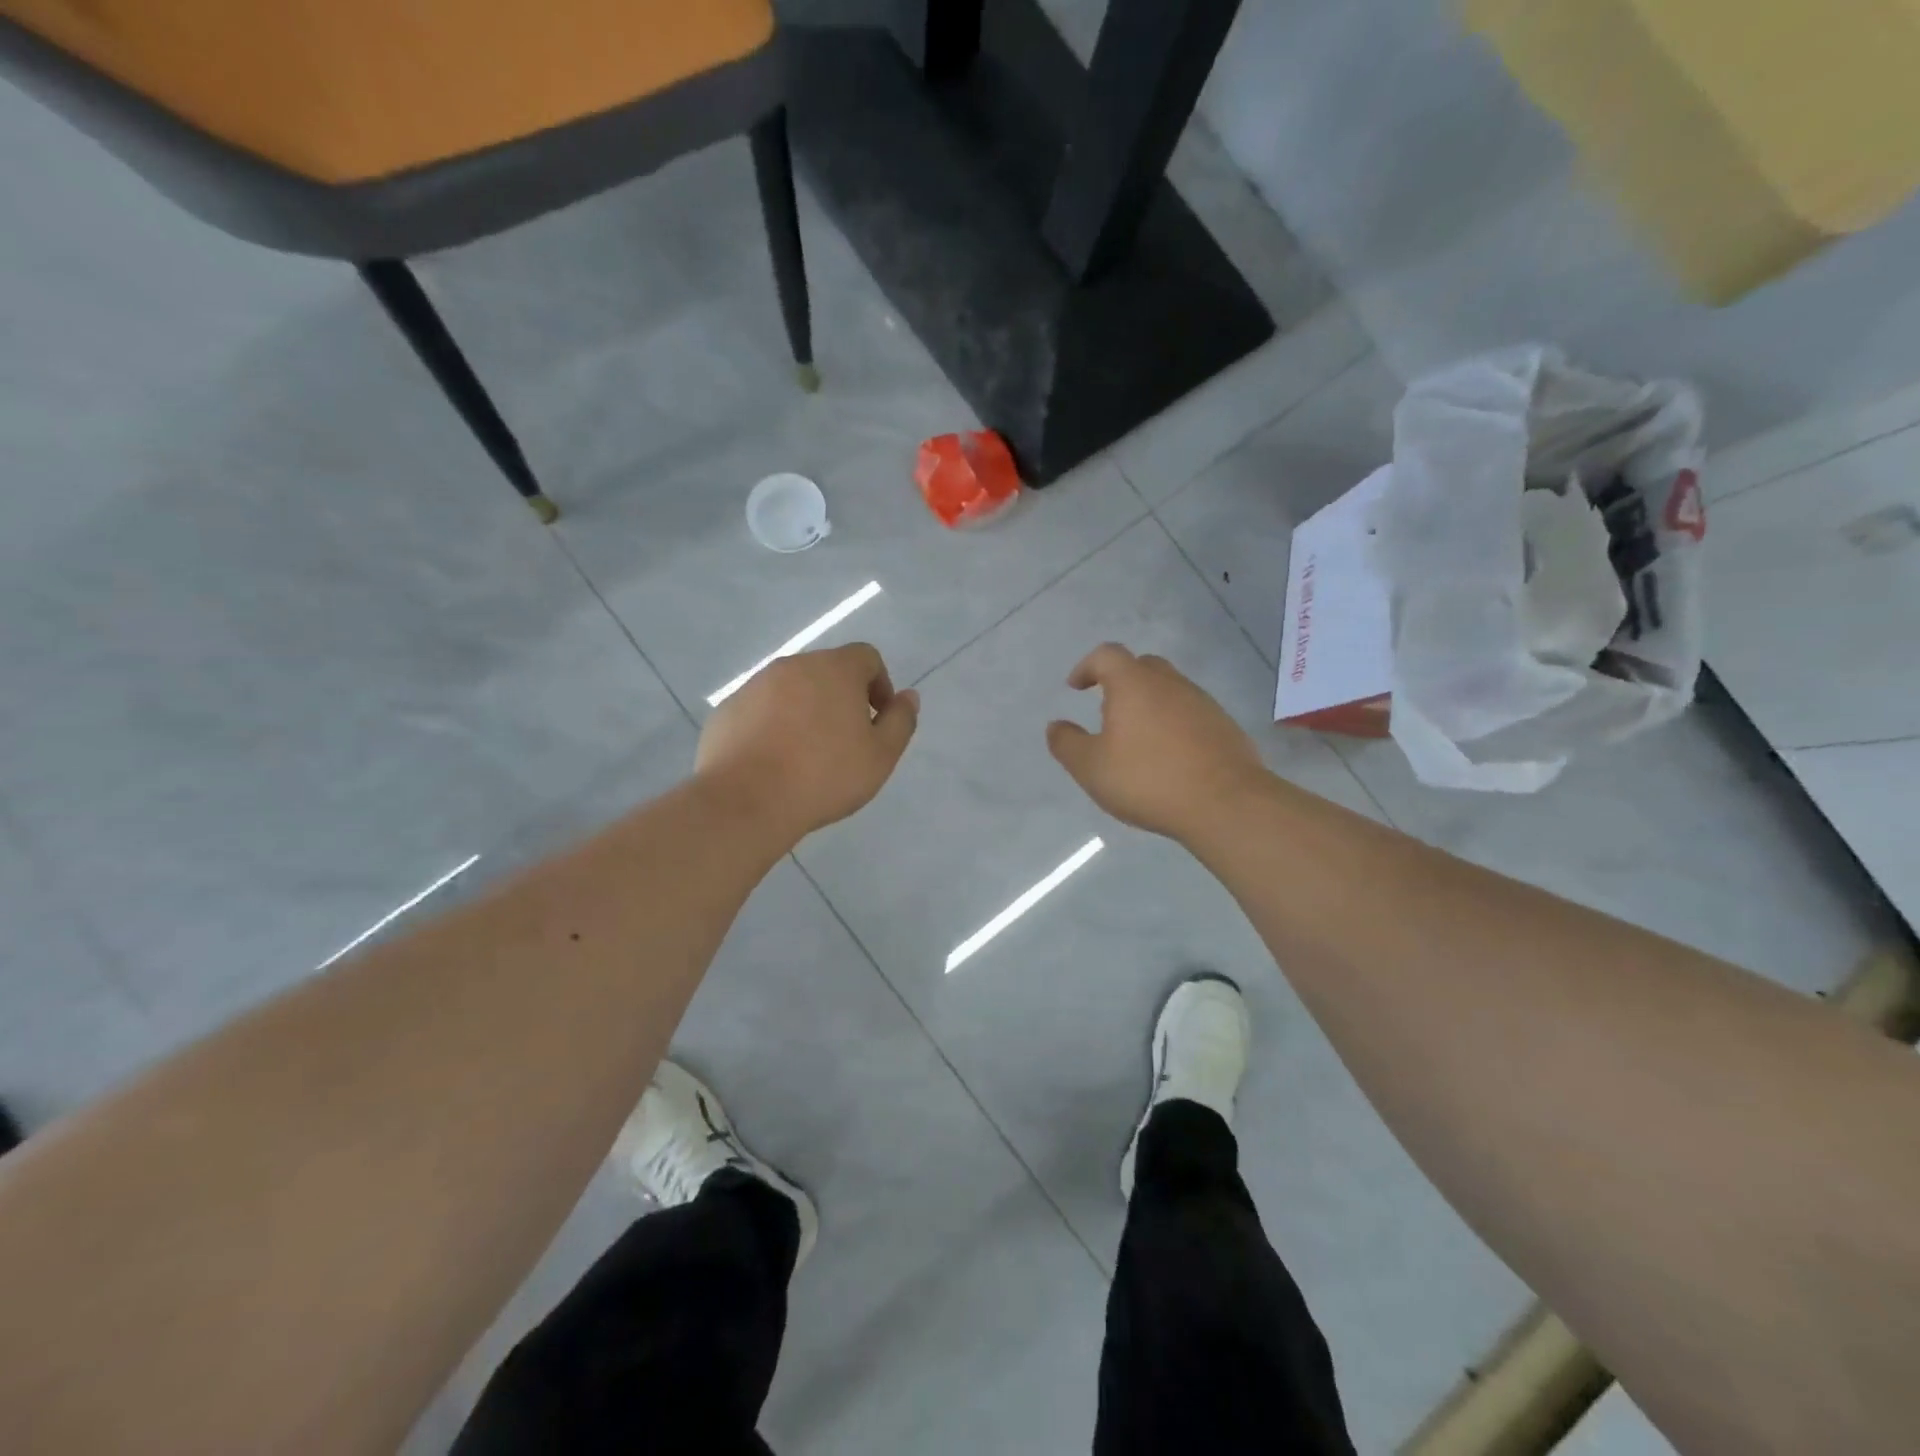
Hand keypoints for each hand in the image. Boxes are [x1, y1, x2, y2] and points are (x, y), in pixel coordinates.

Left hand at [696, 643, 918, 842]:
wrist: (746, 800)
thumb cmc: (824, 776)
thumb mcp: (880, 756)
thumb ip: (901, 721)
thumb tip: (908, 697)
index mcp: (835, 669)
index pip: (866, 657)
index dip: (879, 685)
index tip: (877, 721)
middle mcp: (793, 666)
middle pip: (827, 671)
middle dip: (841, 698)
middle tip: (846, 741)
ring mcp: (755, 685)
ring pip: (792, 690)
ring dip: (806, 711)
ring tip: (807, 755)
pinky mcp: (728, 709)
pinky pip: (761, 709)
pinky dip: (773, 725)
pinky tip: (774, 762)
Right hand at [1047, 643, 1265, 841]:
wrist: (1226, 803)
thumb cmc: (1148, 779)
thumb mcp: (1091, 767)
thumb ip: (1067, 744)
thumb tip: (1056, 726)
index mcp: (1134, 684)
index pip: (1106, 655)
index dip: (1087, 667)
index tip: (1076, 687)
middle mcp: (1170, 683)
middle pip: (1141, 666)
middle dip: (1120, 681)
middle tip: (1107, 710)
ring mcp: (1202, 702)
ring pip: (1168, 690)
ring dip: (1148, 703)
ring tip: (1136, 738)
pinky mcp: (1224, 726)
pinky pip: (1190, 713)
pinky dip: (1172, 724)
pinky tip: (1168, 756)